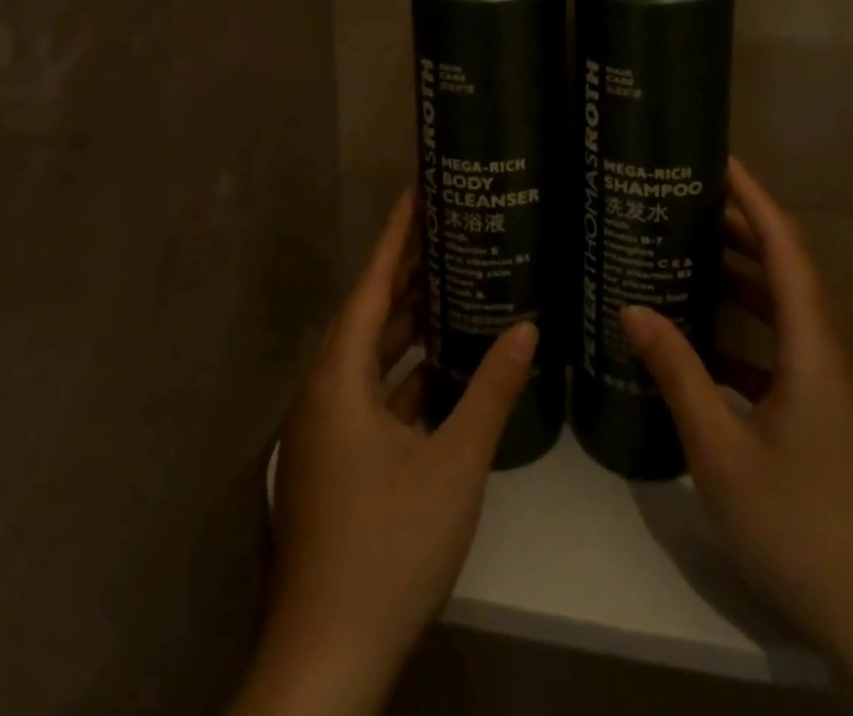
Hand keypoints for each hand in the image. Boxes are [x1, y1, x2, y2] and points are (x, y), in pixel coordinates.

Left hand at [231, 188, 536, 715]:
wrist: (326, 662)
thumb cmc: (388, 549)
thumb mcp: (453, 464)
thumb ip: (491, 391)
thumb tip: (528, 327)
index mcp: (339, 379)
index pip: (370, 284)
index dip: (395, 235)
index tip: (419, 190)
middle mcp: (324, 392)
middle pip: (369, 313)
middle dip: (407, 271)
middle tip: (450, 227)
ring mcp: (327, 430)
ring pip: (371, 355)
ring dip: (408, 322)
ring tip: (454, 280)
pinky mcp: (337, 461)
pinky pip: (373, 392)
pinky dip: (406, 371)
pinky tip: (442, 363)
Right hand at [622, 160, 852, 715]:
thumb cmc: (803, 525)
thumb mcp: (722, 449)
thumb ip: (678, 374)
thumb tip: (633, 310)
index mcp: (815, 344)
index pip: (786, 245)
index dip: (754, 197)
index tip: (718, 161)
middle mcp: (832, 350)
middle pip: (787, 268)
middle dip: (740, 229)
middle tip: (683, 203)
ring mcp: (835, 384)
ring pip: (787, 308)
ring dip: (743, 278)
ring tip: (687, 255)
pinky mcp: (831, 412)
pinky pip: (786, 345)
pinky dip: (747, 328)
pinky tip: (704, 341)